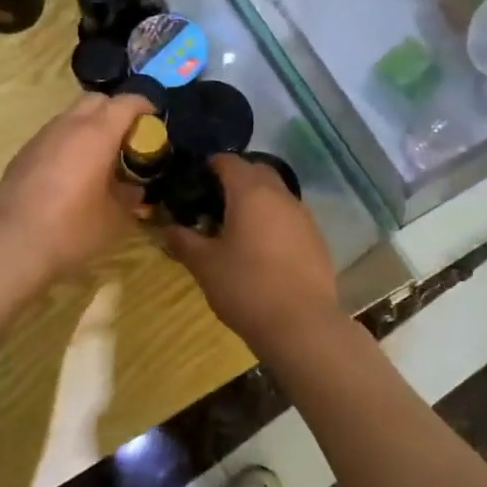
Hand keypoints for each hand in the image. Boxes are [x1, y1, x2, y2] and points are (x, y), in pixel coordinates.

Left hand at [0, 93, 152, 284]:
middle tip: (127, 139)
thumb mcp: (116, 218)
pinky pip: (54, 136)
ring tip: (100, 157)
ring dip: (90, 126)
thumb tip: (134, 189)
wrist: (12, 245)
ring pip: (72, 116)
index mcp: (97, 134)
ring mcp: (41, 137)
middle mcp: (68, 126)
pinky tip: (71, 173)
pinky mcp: (23, 153)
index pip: (127, 103)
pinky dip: (69, 142)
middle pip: (97, 100)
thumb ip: (130, 196)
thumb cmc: (72, 229)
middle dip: (116, 111)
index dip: (145, 107)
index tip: (155, 123)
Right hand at [163, 154, 339, 348]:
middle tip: (215, 202)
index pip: (229, 161)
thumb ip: (184, 241)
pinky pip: (291, 218)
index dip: (210, 166)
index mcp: (250, 192)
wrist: (301, 324)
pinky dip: (275, 222)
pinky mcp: (317, 239)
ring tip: (238, 227)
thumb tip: (168, 229)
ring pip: (277, 194)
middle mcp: (281, 195)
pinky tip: (263, 249)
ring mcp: (304, 216)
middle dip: (237, 179)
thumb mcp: (205, 265)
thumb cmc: (246, 287)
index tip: (195, 181)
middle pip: (257, 172)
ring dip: (258, 201)